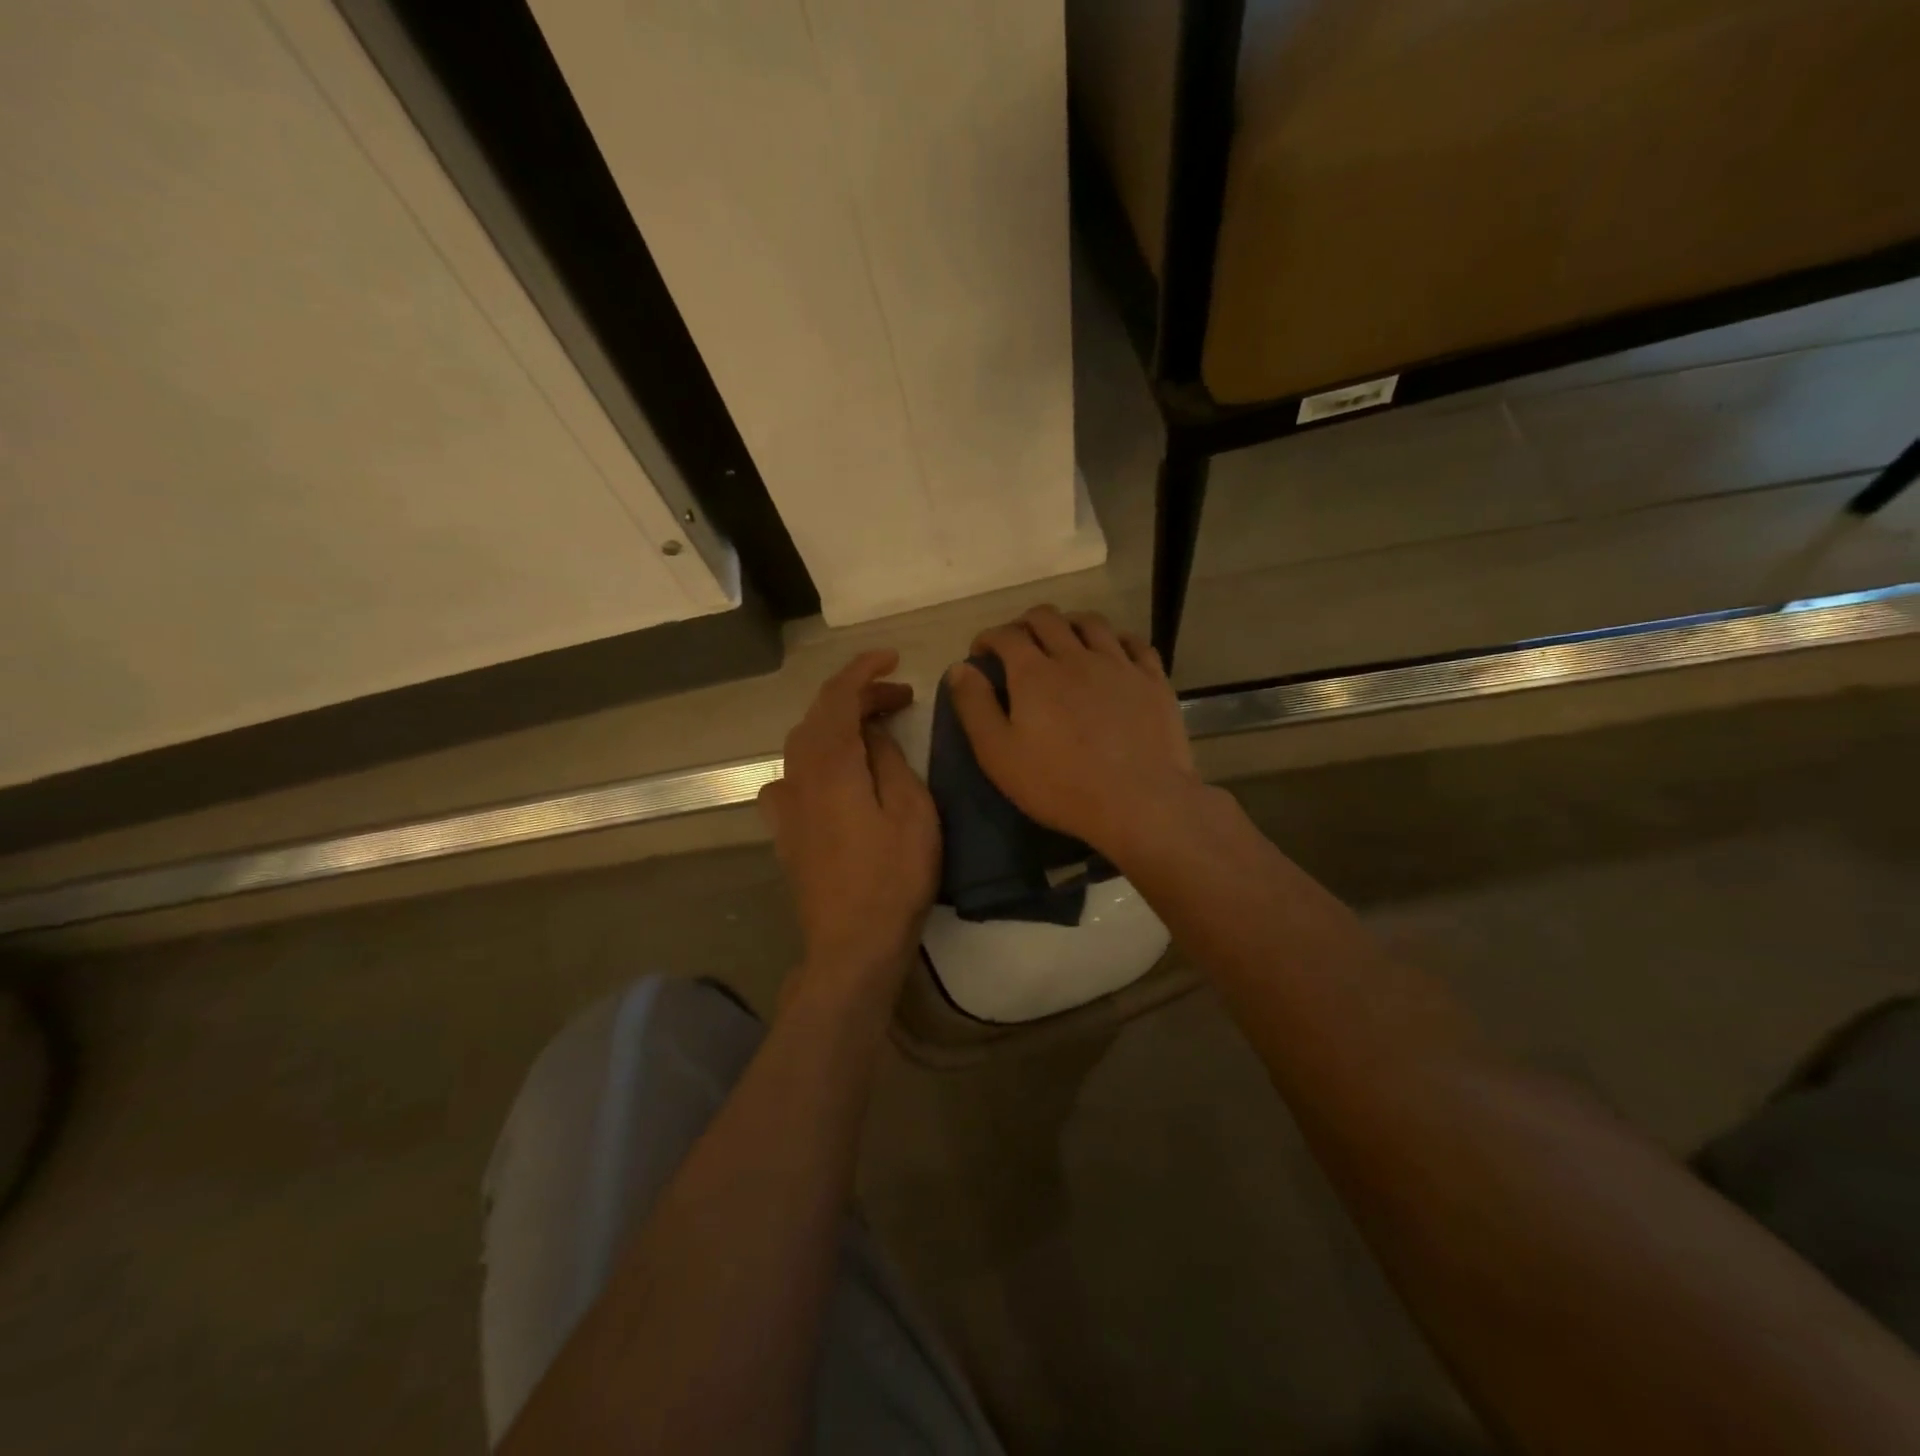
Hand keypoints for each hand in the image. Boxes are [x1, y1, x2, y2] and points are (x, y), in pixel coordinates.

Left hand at [758, 650, 939, 996]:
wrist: (851, 945)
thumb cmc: (893, 879)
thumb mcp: (912, 812)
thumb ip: (890, 761)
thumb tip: (874, 733)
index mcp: (830, 766)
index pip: (837, 697)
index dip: (862, 670)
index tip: (893, 657)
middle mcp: (798, 776)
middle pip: (819, 716)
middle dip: (857, 696)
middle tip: (900, 698)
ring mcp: (786, 805)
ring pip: (804, 743)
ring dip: (838, 724)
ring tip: (875, 730)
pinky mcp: (785, 830)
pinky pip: (794, 775)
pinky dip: (818, 757)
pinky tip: (836, 773)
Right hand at [946, 606, 1202, 860]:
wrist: (1139, 801)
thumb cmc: (1060, 784)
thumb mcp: (999, 754)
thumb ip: (975, 707)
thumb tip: (960, 668)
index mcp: (1034, 672)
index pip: (1006, 635)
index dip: (988, 638)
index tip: (981, 653)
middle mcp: (1075, 656)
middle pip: (1047, 618)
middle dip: (1025, 624)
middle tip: (1018, 645)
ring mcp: (1118, 664)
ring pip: (1091, 623)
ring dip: (1069, 624)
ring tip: (1063, 640)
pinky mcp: (1152, 679)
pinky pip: (1134, 643)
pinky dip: (1116, 639)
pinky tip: (1112, 651)